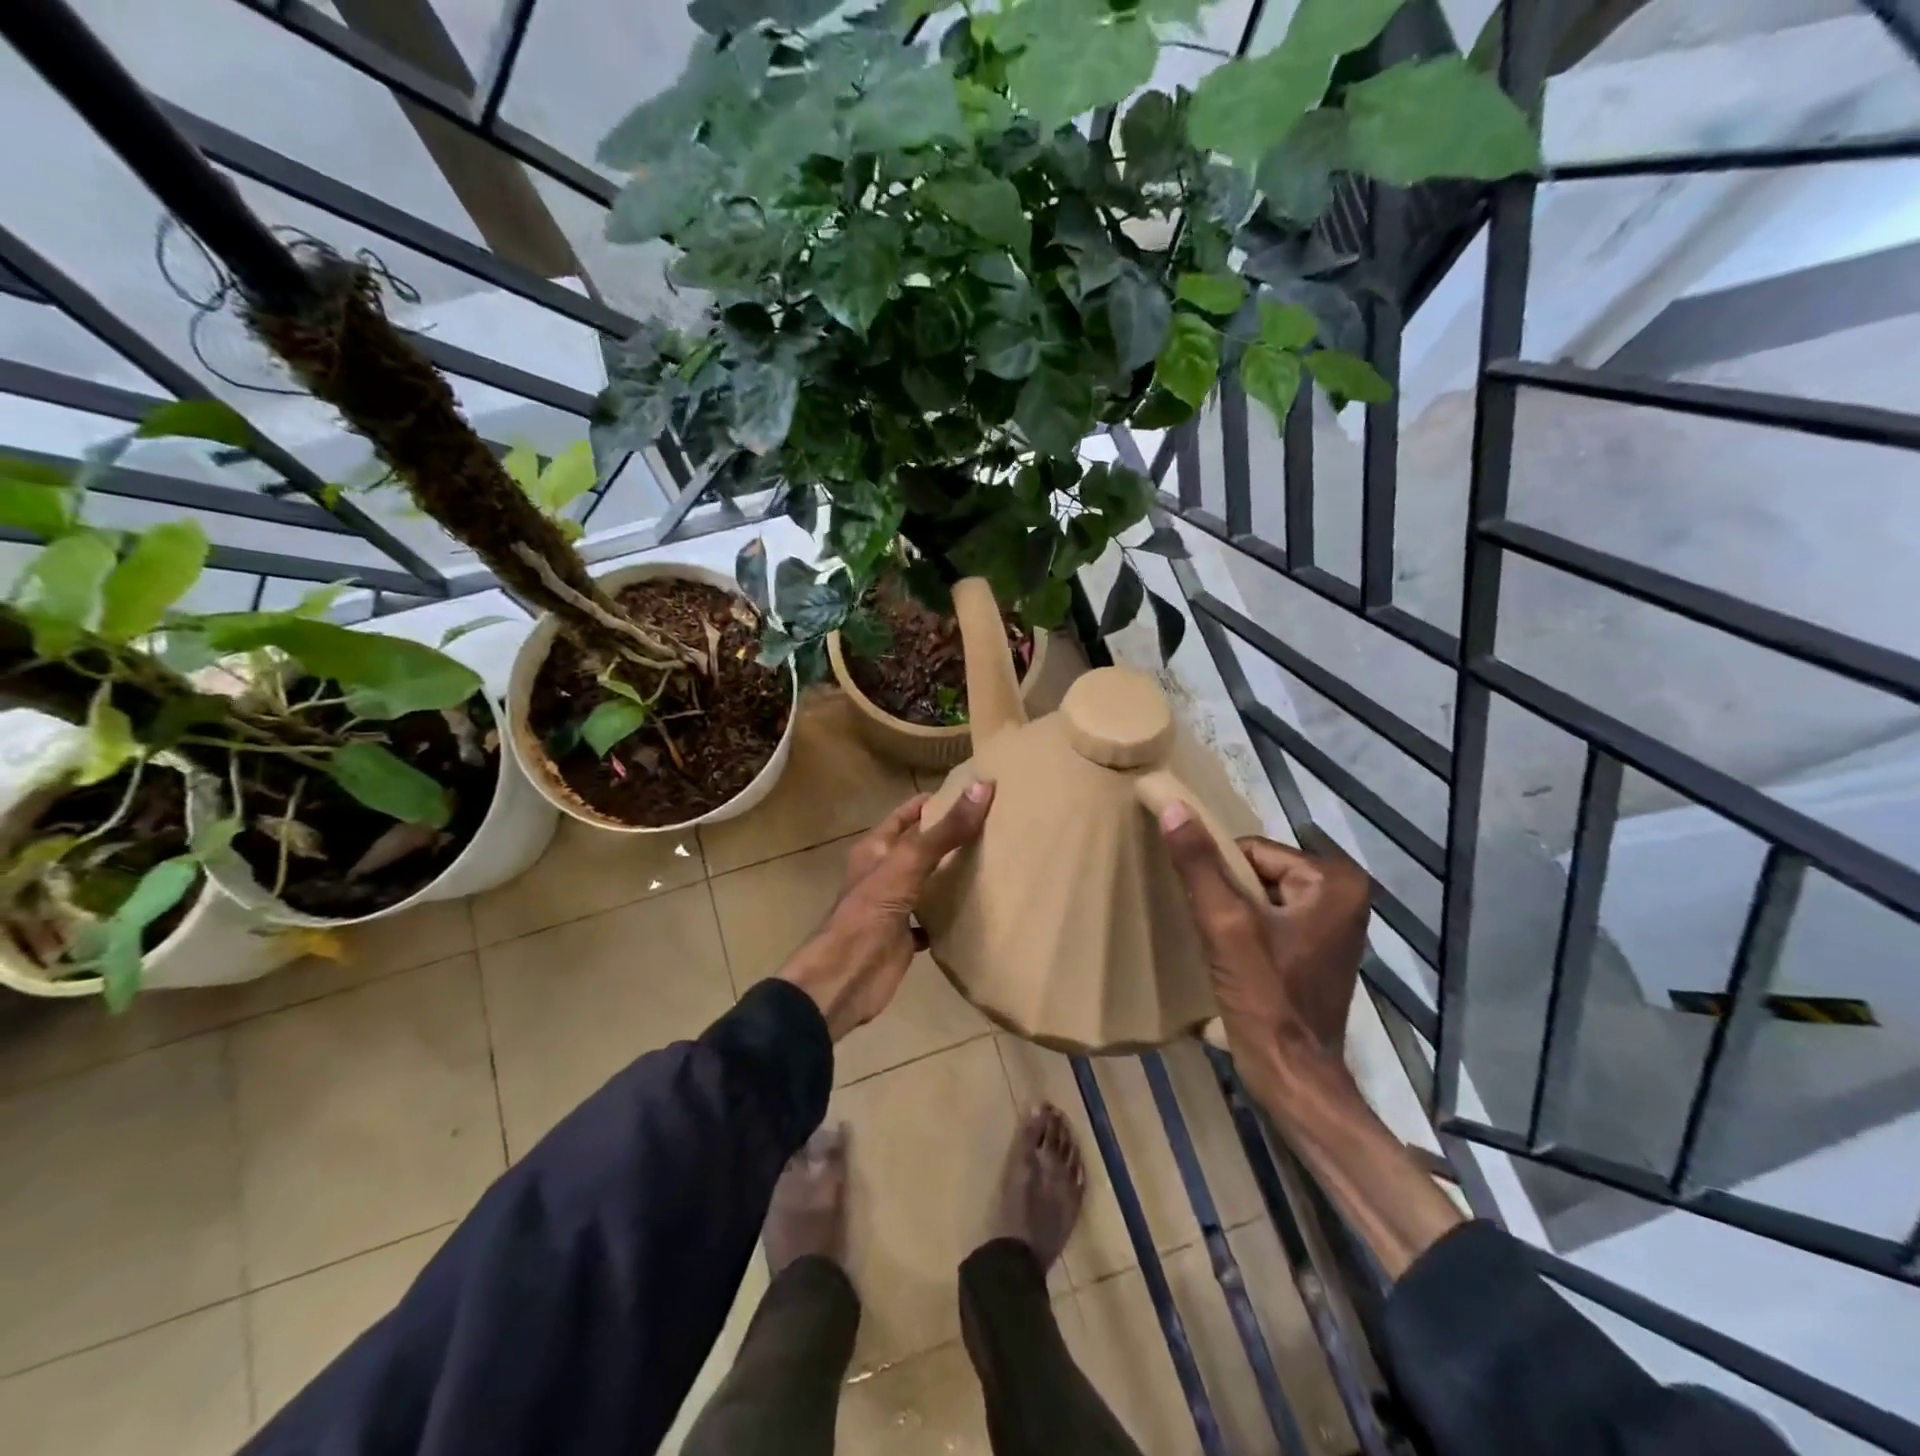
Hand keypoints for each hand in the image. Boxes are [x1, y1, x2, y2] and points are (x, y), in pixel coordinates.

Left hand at [781, 782, 994, 1039]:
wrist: (847, 975)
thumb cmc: (871, 910)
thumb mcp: (909, 862)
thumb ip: (946, 830)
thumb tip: (983, 786)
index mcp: (876, 848)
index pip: (907, 814)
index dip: (934, 802)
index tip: (973, 793)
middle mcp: (883, 872)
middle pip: (919, 847)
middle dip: (949, 836)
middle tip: (994, 825)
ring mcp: (893, 905)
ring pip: (927, 882)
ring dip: (951, 874)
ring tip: (993, 861)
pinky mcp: (904, 936)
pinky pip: (932, 918)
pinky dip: (950, 913)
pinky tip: (977, 909)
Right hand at [1158, 802, 1370, 1066]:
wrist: (1292, 1075)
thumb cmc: (1265, 997)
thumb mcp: (1225, 924)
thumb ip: (1198, 863)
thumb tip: (1173, 806)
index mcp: (1334, 880)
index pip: (1252, 850)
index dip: (1221, 877)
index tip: (1212, 913)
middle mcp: (1345, 894)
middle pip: (1258, 871)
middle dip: (1230, 896)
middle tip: (1216, 932)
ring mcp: (1335, 923)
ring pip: (1261, 895)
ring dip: (1235, 914)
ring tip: (1224, 948)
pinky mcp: (1320, 948)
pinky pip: (1271, 918)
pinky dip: (1248, 931)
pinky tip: (1237, 959)